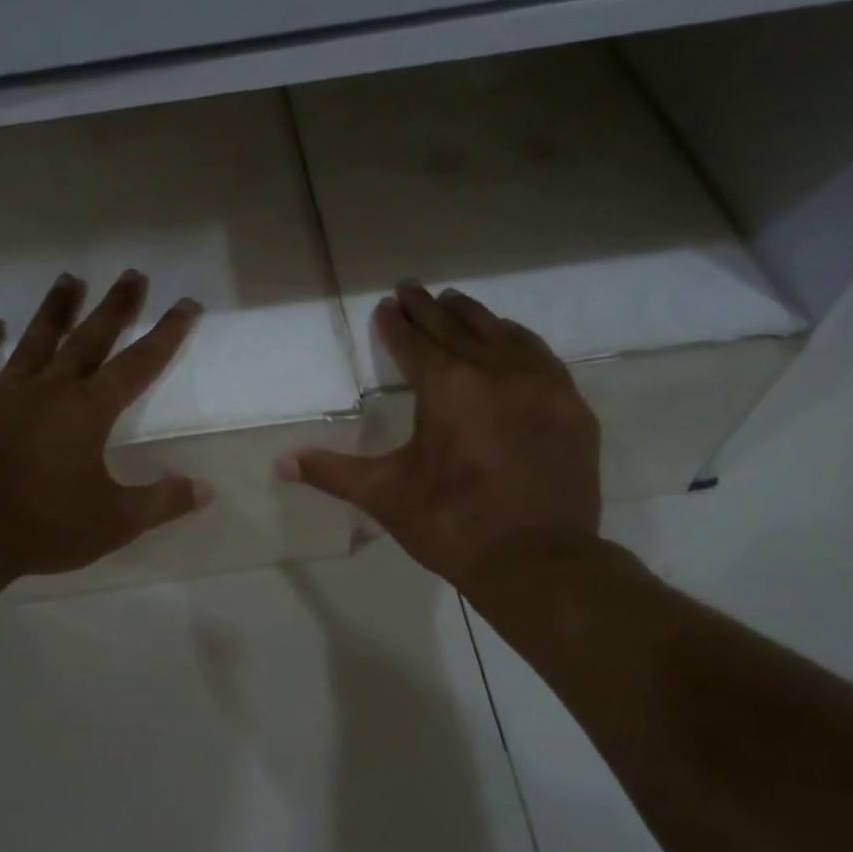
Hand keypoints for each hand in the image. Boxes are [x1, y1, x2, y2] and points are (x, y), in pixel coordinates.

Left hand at [0, 271, 207, 579]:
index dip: (166, 335)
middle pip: (89, 338)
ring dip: (55, 310)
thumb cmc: (45, 526)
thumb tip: (205, 489)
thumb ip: (162, 502)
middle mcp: (49, 389)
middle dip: (115, 307)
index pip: (138, 364)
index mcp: (88, 411)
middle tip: (132, 274)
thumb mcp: (115, 522)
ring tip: (69, 278)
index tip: (185, 305)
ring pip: (36, 341)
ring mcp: (5, 394)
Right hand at [279, 281, 602, 590]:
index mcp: (448, 386)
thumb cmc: (452, 524)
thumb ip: (332, 471)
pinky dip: (518, 342)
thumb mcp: (384, 495)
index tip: (386, 306)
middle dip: (430, 307)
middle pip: (457, 326)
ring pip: (503, 334)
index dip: (396, 323)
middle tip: (412, 289)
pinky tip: (512, 343)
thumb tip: (280, 462)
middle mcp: (496, 371)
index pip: (414, 341)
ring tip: (455, 303)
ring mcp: (542, 385)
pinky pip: (541, 357)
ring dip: (474, 317)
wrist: (537, 562)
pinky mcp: (571, 407)